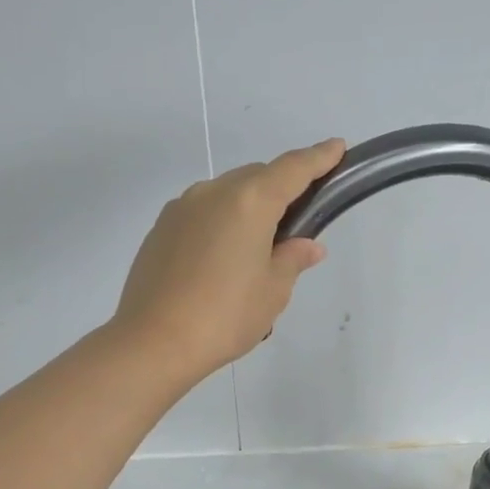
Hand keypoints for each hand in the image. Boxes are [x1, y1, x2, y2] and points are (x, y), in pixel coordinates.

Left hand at [111, 138, 346, 383]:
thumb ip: (293, 259)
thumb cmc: (225, 316)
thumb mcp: (273, 290)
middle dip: (281, 188)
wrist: (153, 341)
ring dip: (248, 206)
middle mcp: (213, 192)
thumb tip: (308, 245)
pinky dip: (221, 222)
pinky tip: (223, 257)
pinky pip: (202, 212)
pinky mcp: (161, 228)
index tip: (336, 147)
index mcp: (250, 202)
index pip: (293, 169)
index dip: (318, 157)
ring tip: (258, 245)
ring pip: (226, 193)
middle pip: (257, 177)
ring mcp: (181, 208)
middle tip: (298, 218)